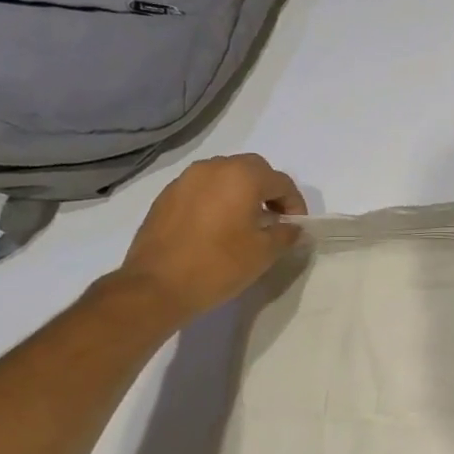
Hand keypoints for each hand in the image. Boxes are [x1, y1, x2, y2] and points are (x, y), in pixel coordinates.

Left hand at [118, 154, 306, 321]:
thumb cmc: (219, 265)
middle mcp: (214, 168)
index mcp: (242, 177)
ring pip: (225, 175)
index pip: (281, 182)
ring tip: (245, 222)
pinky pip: (202, 188)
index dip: (295, 204)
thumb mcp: (264, 253)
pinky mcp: (167, 195)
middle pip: (253, 169)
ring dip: (242, 192)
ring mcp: (186, 179)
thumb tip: (293, 228)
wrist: (157, 285)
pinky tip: (217, 227)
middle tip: (274, 219)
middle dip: (269, 191)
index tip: (296, 227)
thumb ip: (285, 234)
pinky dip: (217, 199)